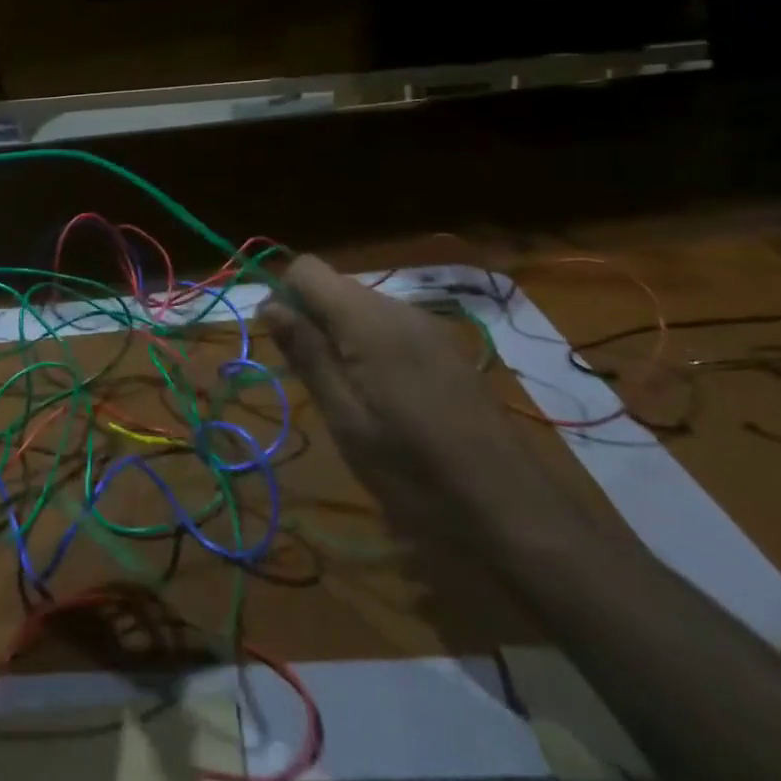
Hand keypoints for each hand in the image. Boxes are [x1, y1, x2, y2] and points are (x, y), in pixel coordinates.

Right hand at [261, 255, 548, 531]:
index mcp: (370, 321)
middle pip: (334, 286)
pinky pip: (389, 326)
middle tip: (309, 378)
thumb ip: (307, 354)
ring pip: (361, 306)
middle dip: (310, 318)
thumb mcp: (346, 419)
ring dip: (338, 334)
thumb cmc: (413, 470)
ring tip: (343, 394)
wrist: (511, 511)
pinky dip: (368, 345)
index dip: (283, 296)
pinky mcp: (445, 348)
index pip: (307, 269)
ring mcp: (428, 327)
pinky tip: (380, 396)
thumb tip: (269, 305)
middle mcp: (400, 309)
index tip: (280, 344)